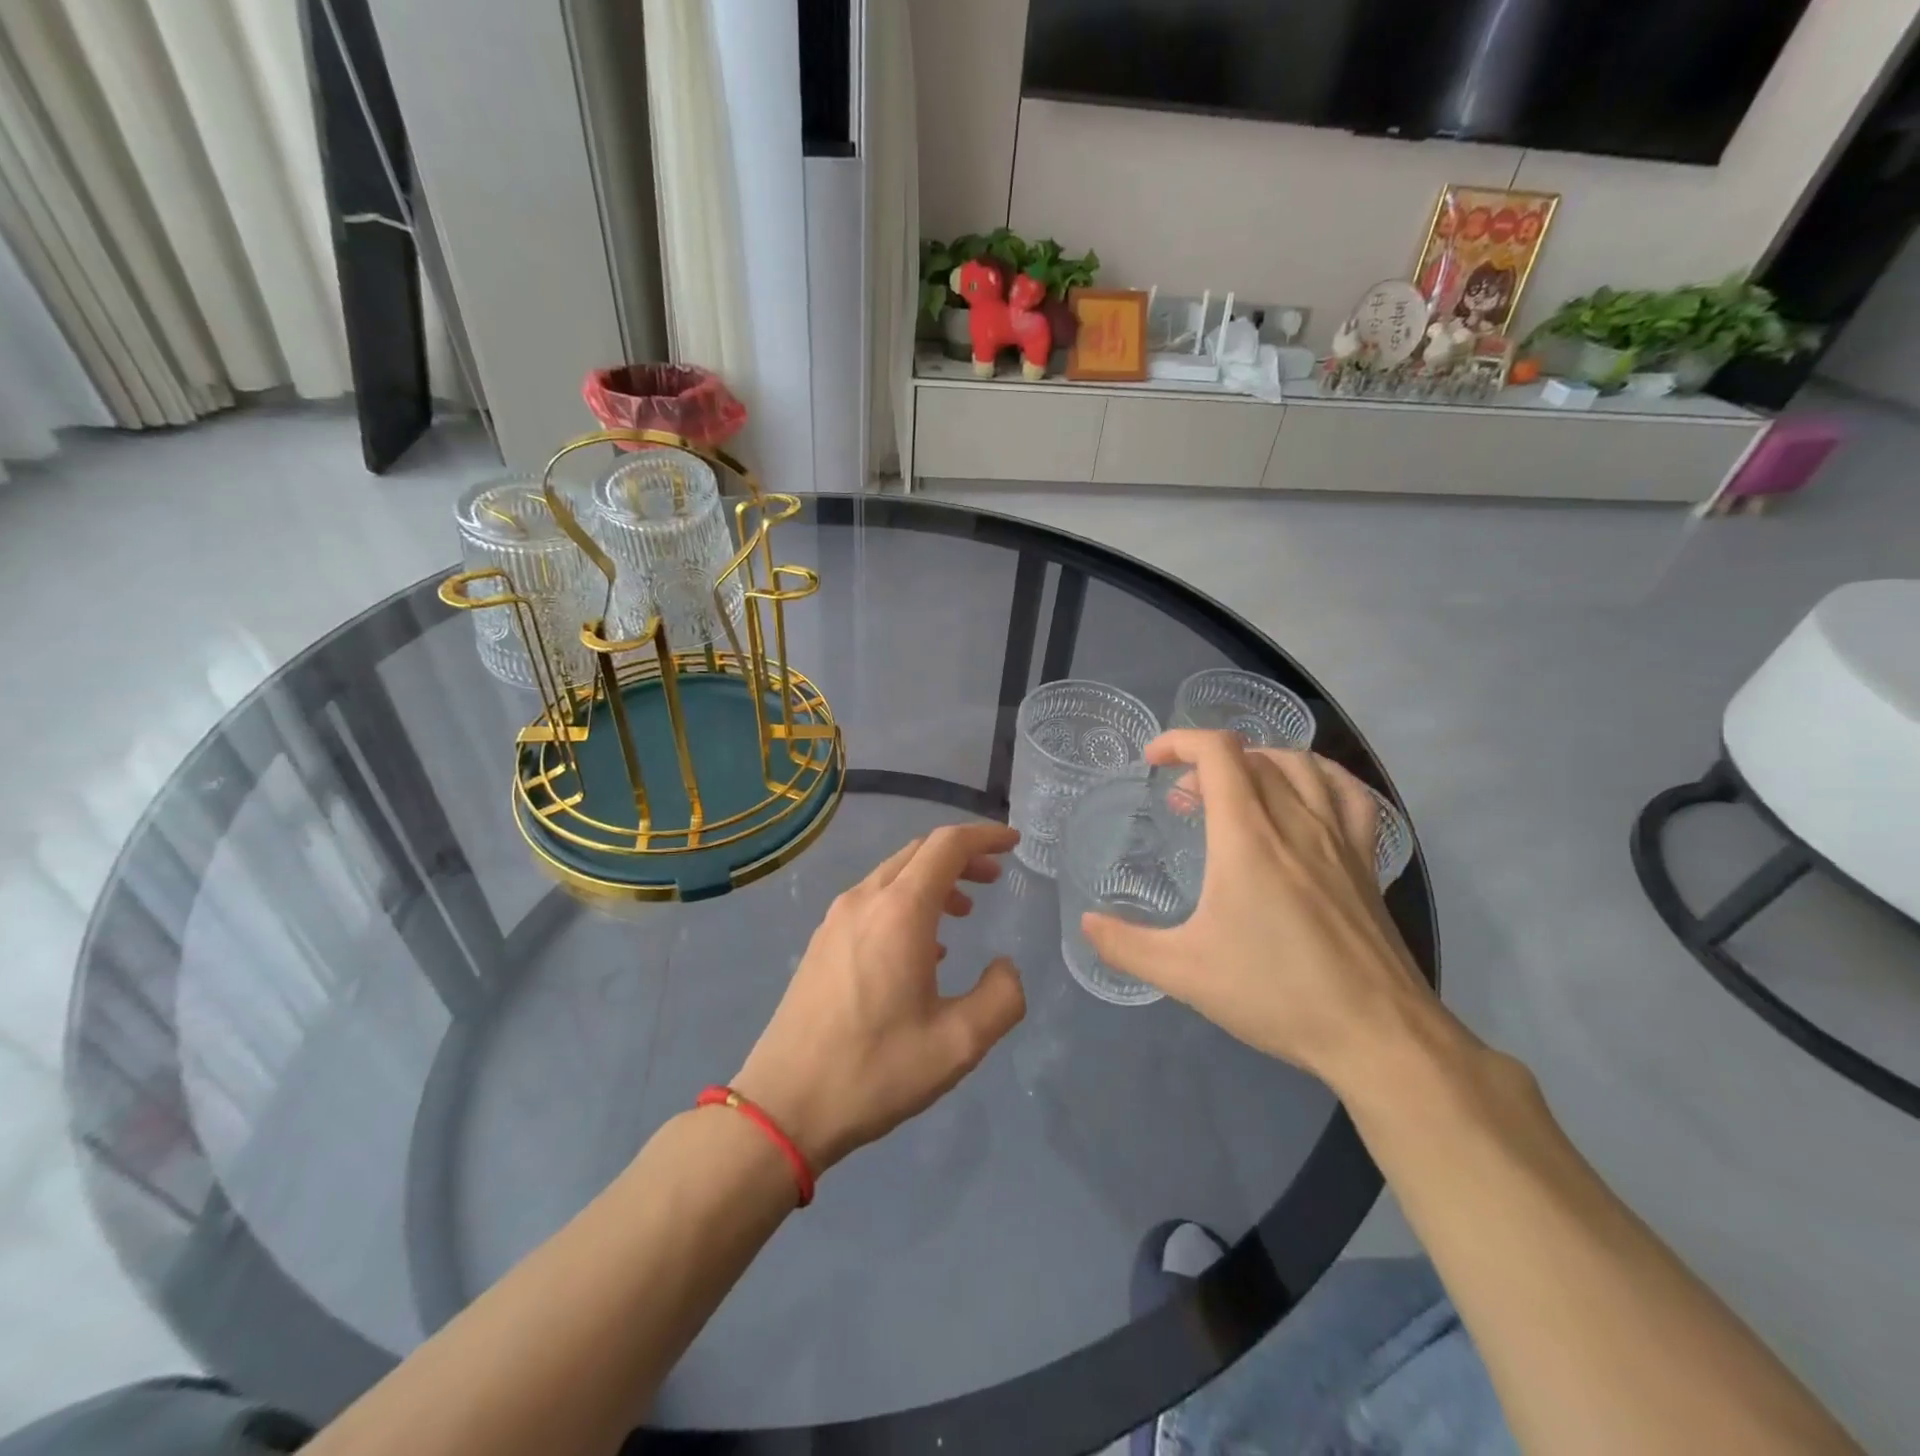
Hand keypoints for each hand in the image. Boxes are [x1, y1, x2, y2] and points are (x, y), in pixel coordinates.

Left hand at [733, 823, 1026, 1173]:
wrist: (783, 1105)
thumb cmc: (875, 1070)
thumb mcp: (958, 1043)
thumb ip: (1001, 997)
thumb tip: (1005, 966)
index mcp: (900, 911)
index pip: (947, 846)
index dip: (984, 837)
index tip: (1013, 842)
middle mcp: (865, 900)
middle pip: (919, 853)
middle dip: (961, 856)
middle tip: (994, 877)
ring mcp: (837, 918)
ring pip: (894, 875)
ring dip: (933, 881)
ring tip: (964, 911)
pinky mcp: (822, 941)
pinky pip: (873, 900)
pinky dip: (907, 902)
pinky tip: (922, 947)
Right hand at [1082, 732, 1453, 1093]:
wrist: (1376, 1034)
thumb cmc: (1275, 994)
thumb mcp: (1183, 973)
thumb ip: (1125, 946)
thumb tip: (1086, 924)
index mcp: (1247, 837)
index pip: (1218, 753)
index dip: (1180, 741)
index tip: (1152, 761)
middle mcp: (1295, 822)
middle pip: (1251, 757)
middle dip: (1206, 765)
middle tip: (1183, 803)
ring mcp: (1339, 838)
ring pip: (1300, 765)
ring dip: (1258, 763)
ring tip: (1235, 792)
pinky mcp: (1366, 861)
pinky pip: (1349, 794)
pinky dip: (1320, 777)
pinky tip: (1306, 795)